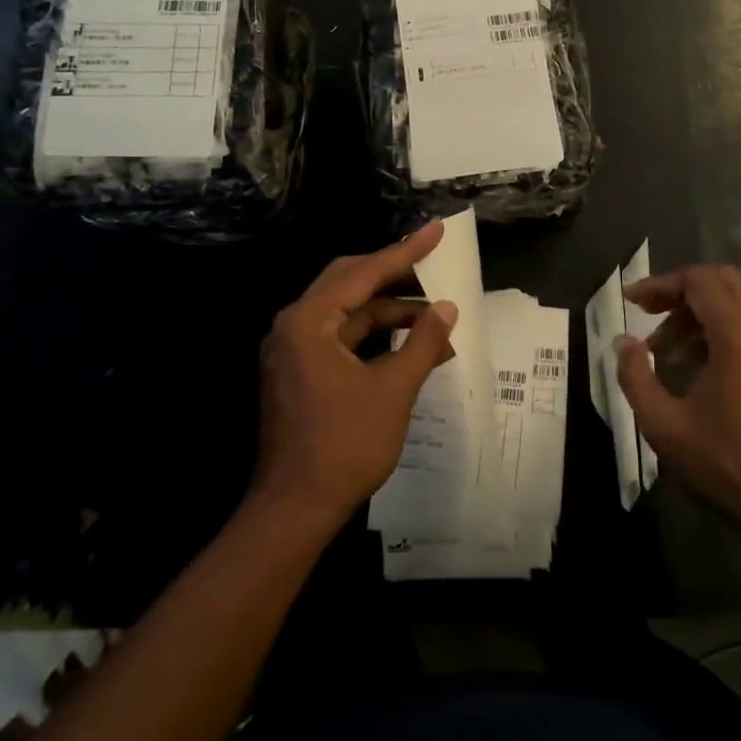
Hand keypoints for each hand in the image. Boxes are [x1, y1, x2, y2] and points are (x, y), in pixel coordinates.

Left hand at [253, 221, 458, 534]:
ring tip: (434, 316)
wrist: (295, 509)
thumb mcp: (393, 390)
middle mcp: (294, 325)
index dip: (405, 252)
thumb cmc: (345, 446)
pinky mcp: (299, 371)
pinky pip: (340, 337)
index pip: (364, 273)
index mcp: (309, 321)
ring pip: (346, 312)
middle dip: (394, 274)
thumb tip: (447, 308)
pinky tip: (407, 342)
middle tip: (433, 264)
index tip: (436, 231)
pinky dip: (373, 335)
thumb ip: (423, 342)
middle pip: (349, 282)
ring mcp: (293, 350)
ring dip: (388, 311)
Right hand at [614, 265, 740, 553]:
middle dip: (680, 289)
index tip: (631, 301)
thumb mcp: (663, 424)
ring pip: (736, 302)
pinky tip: (690, 363)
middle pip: (722, 280)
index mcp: (738, 339)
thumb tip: (623, 342)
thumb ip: (635, 376)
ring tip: (662, 345)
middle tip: (647, 311)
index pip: (700, 281)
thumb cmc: (722, 463)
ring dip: (696, 311)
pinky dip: (715, 328)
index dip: (661, 284)